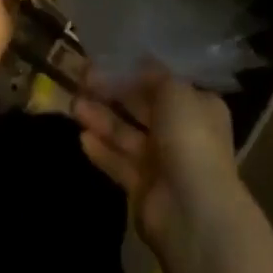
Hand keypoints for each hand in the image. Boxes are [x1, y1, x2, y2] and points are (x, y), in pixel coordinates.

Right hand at [74, 73, 240, 255]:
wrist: (194, 212)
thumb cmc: (190, 138)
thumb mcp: (175, 91)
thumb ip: (154, 75)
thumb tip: (140, 62)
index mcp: (197, 106)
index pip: (162, 83)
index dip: (134, 71)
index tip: (106, 60)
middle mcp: (182, 132)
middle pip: (140, 107)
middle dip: (112, 93)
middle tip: (81, 78)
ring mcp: (162, 163)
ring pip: (126, 134)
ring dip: (101, 119)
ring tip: (74, 104)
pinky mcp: (143, 189)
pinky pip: (119, 163)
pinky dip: (102, 151)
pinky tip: (82, 137)